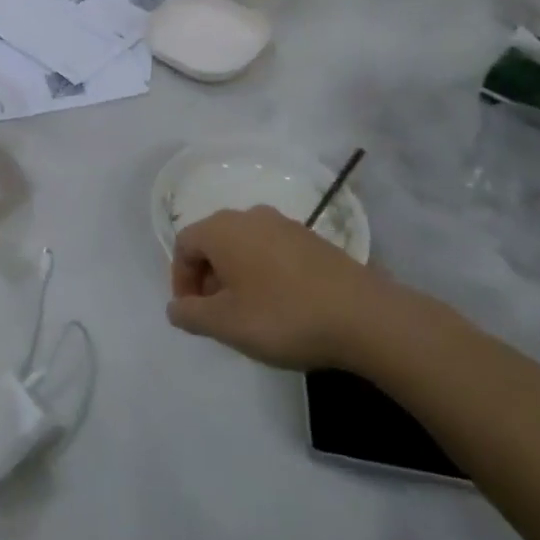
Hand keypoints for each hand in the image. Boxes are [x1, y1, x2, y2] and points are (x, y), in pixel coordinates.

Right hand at [167, 206, 395, 369]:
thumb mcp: (226, 324)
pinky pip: (272, 251)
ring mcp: (285, 224)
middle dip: (208, 278)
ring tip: (250, 313)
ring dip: (236, 276)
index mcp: (222, 229)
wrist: (364, 316)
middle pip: (213, 242)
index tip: (193, 313)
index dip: (181, 280)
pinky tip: (282, 306)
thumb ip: (190, 314)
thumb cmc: (283, 316)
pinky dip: (264, 273)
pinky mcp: (312, 239)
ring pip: (244, 246)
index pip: (184, 245)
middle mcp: (250, 216)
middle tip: (218, 316)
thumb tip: (175, 307)